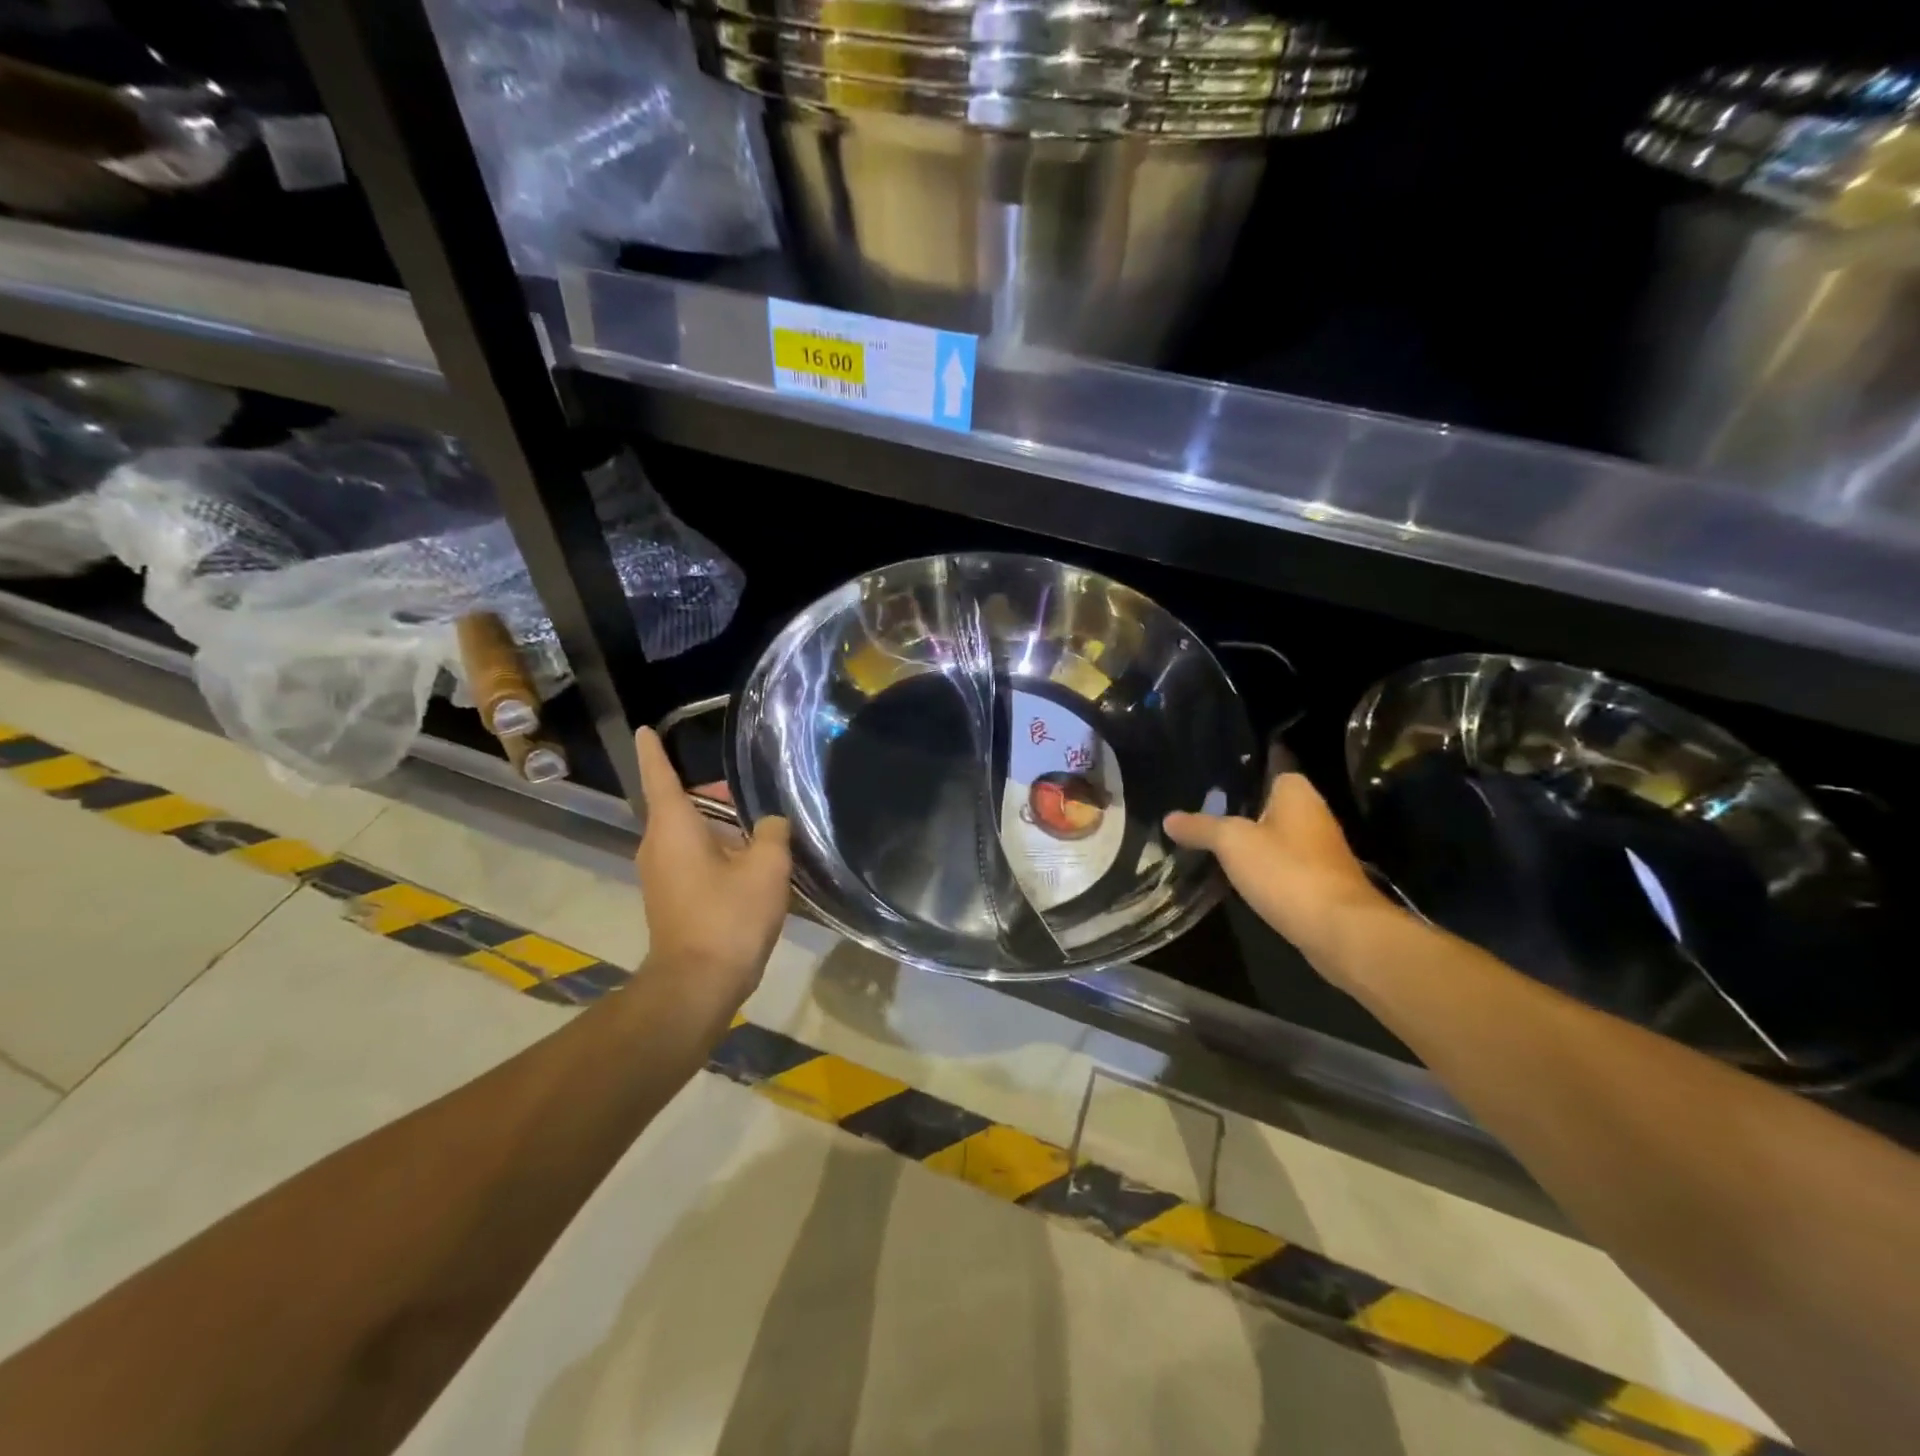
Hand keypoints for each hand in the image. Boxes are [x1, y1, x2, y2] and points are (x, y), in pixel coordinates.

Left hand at [632, 727, 791, 1017]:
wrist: (698, 984)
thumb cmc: (729, 916)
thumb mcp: (767, 867)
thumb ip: (774, 833)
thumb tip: (771, 825)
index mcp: (674, 825)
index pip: (660, 775)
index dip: (654, 751)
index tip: (645, 729)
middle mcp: (658, 844)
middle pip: (683, 803)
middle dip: (716, 795)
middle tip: (756, 797)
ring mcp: (660, 872)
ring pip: (690, 832)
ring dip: (721, 826)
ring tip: (763, 831)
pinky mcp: (670, 896)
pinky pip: (692, 857)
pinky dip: (717, 850)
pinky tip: (752, 864)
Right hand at [1165, 773, 1396, 986]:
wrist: (1338, 930)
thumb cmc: (1286, 871)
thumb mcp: (1232, 843)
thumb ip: (1200, 827)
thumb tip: (1168, 818)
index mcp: (1297, 792)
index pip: (1268, 769)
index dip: (1240, 775)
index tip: (1209, 782)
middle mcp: (1313, 814)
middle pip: (1267, 805)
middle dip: (1238, 811)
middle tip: (1199, 814)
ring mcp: (1319, 850)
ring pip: (1274, 837)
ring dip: (1250, 843)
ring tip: (1209, 844)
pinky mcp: (1319, 881)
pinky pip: (1282, 865)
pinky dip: (1262, 869)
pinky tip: (1237, 877)